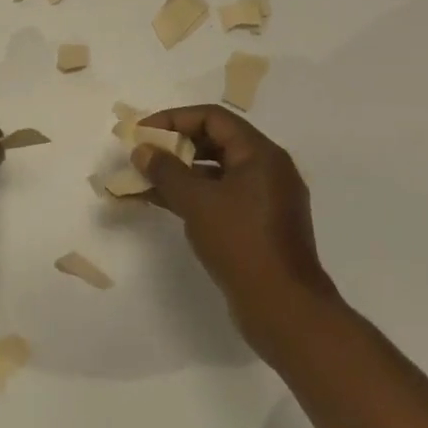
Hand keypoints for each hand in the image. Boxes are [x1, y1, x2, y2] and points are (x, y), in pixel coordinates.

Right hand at [132, 106, 338, 351]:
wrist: (284, 309)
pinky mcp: (259, 225)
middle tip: (142, 154)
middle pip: (216, 142)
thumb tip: (142, 150)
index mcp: (261, 154)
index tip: (143, 132)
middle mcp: (267, 169)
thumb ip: (166, 171)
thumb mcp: (197, 202)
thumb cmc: (241, 244)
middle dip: (175, 145)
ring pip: (217, 172)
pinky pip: (222, 196)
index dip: (174, 119)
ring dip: (180, 172)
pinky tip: (163, 202)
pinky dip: (194, 195)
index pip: (213, 118)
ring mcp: (265, 199)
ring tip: (144, 179)